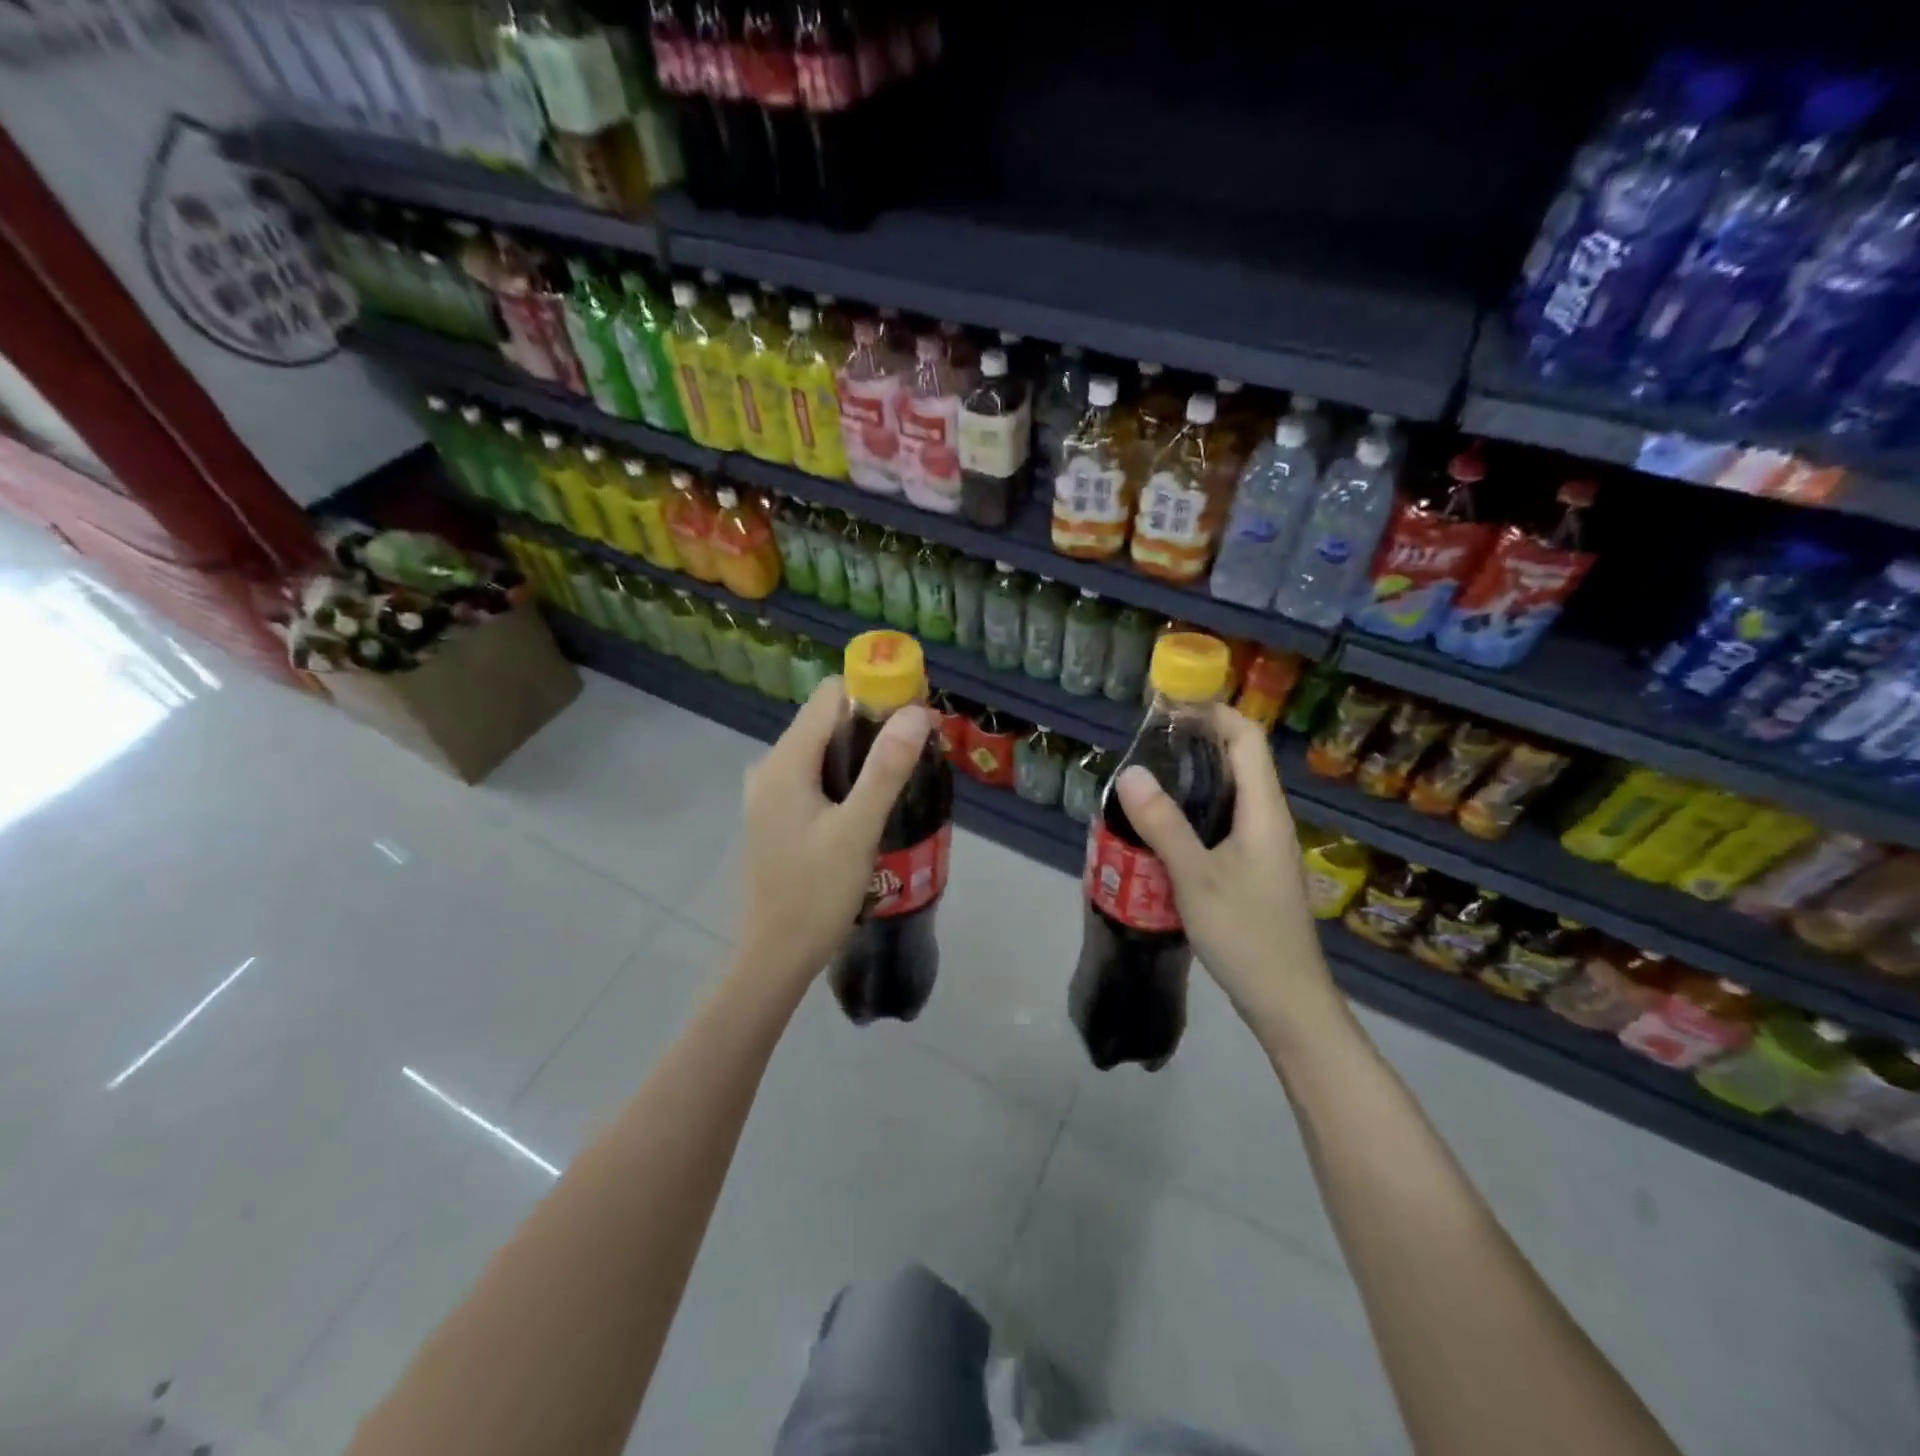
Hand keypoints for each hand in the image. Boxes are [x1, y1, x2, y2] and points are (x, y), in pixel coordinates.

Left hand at [734, 677, 932, 989]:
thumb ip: (885, 769)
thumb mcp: (857, 831)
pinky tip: (871, 801)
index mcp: (785, 762)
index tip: (915, 711)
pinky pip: (814, 774)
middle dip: (873, 722)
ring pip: (822, 748)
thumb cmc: (816, 895)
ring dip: (862, 750)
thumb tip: (916, 712)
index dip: (874, 692)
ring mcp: (769, 792)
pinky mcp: (776, 814)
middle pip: (826, 719)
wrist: (774, 956)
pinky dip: (845, 775)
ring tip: (902, 773)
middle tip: (918, 747)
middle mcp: (770, 766)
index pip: (830, 696)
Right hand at [1113, 703, 1339, 1033]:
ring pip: (1230, 793)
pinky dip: (1195, 809)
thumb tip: (1131, 772)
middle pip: (1239, 760)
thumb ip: (1163, 824)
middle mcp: (1269, 820)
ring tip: (1148, 776)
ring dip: (1194, 776)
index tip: (1168, 707)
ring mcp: (1263, 846)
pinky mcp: (1253, 869)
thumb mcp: (1196, 878)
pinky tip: (1163, 826)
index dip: (1212, 713)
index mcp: (1264, 811)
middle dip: (1197, 740)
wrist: (1287, 1002)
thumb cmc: (1246, 935)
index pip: (1246, 738)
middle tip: (1147, 742)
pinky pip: (1224, 821)